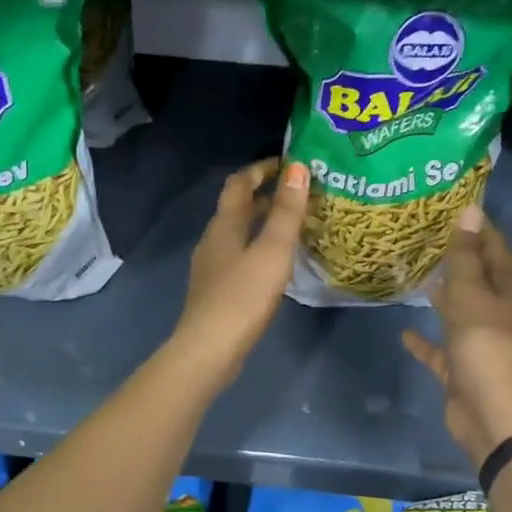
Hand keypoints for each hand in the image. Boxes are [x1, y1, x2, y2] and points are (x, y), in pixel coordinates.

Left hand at [170, 158, 309, 388]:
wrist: (209, 349)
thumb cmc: (243, 296)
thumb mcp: (272, 250)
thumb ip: (286, 211)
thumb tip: (297, 168)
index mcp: (225, 225)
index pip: (240, 183)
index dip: (262, 169)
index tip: (290, 162)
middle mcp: (214, 239)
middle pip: (238, 207)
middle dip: (267, 195)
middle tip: (301, 194)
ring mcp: (212, 266)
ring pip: (239, 233)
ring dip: (264, 223)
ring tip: (296, 226)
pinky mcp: (217, 290)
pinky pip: (240, 256)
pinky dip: (259, 248)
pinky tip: (277, 264)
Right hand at [402, 205, 511, 467]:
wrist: (490, 413)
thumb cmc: (483, 348)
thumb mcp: (471, 296)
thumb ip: (466, 257)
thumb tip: (470, 211)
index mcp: (504, 293)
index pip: (497, 251)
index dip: (483, 229)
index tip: (459, 206)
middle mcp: (493, 314)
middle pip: (477, 279)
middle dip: (459, 258)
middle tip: (430, 236)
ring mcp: (475, 343)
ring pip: (457, 312)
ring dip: (442, 296)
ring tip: (418, 274)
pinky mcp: (458, 369)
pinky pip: (438, 350)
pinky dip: (423, 341)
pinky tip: (404, 331)